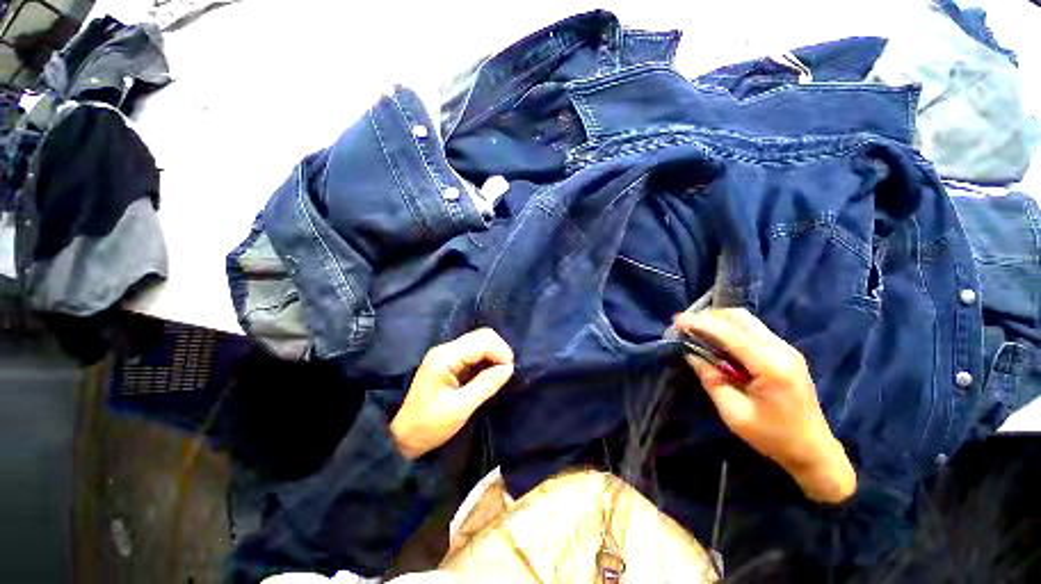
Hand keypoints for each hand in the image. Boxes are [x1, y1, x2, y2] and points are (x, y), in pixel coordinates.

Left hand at [390, 328, 514, 459]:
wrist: (402, 437)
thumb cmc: (429, 425)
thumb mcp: (461, 408)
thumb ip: (487, 384)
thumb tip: (509, 367)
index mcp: (447, 357)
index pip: (483, 340)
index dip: (501, 352)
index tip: (509, 371)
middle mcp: (447, 348)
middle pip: (482, 335)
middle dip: (499, 351)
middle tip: (505, 372)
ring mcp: (447, 353)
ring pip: (480, 341)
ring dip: (494, 354)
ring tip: (499, 374)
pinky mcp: (449, 361)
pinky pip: (474, 351)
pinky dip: (486, 359)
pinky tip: (489, 373)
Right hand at [675, 309, 856, 503]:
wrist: (813, 450)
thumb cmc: (772, 436)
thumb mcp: (734, 412)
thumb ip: (710, 378)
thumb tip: (690, 352)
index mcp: (771, 366)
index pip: (729, 334)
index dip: (701, 324)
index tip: (677, 320)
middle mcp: (782, 349)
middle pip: (740, 318)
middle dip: (709, 317)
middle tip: (685, 324)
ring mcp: (786, 348)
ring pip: (746, 320)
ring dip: (718, 321)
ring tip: (695, 329)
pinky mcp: (785, 352)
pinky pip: (752, 330)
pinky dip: (730, 328)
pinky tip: (715, 338)